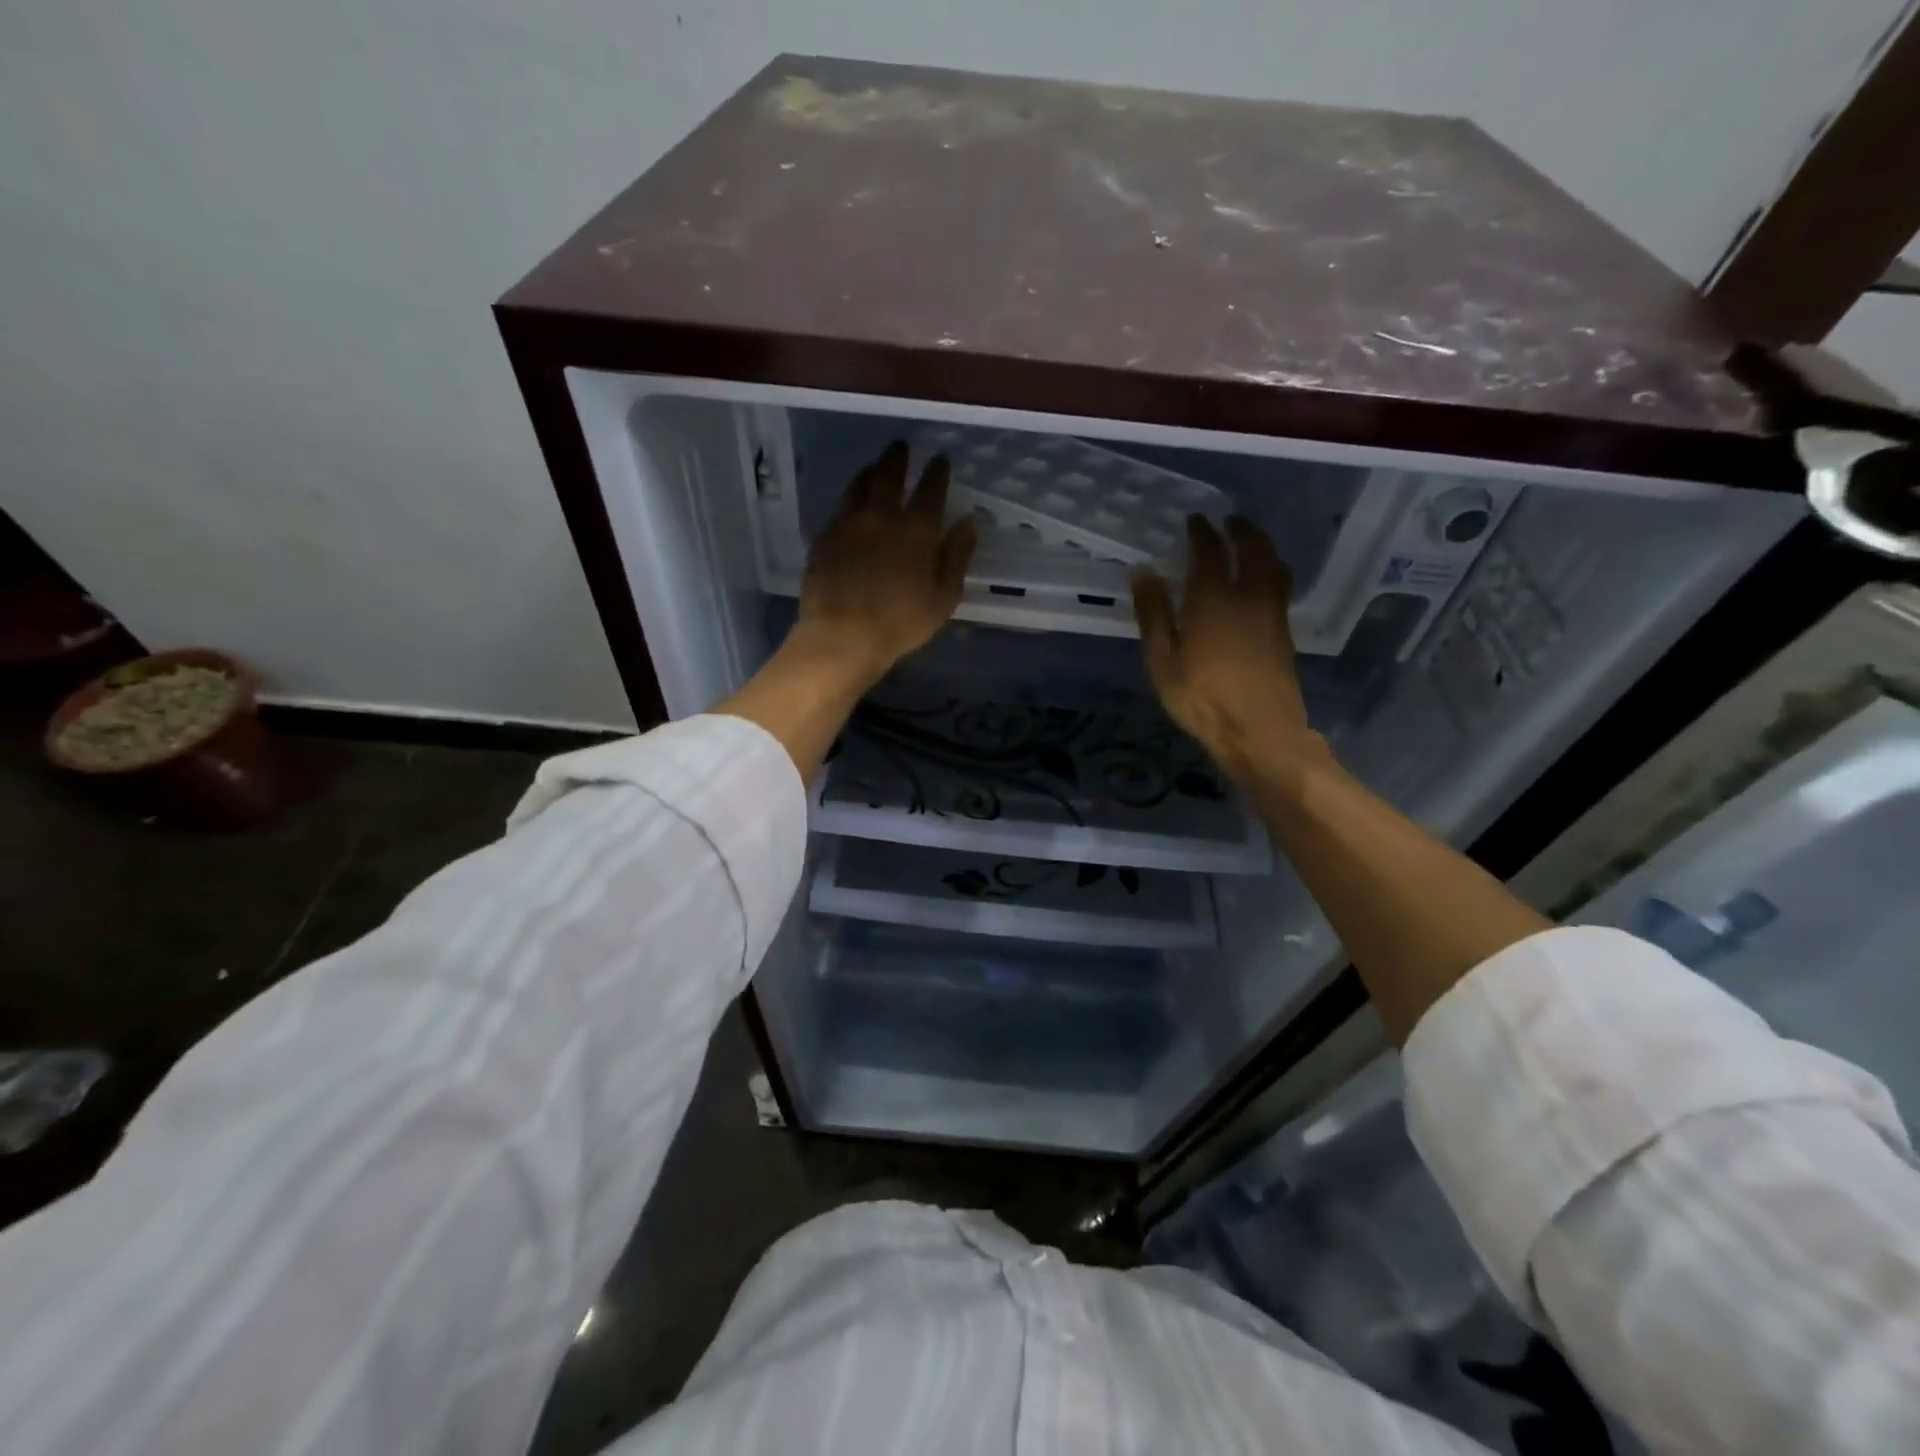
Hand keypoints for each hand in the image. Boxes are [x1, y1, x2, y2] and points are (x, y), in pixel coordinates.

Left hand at [789, 441, 976, 688]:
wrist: (841, 637)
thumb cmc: (900, 623)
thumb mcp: (943, 597)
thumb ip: (956, 556)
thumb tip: (968, 522)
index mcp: (916, 530)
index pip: (931, 488)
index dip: (937, 471)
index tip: (940, 460)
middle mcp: (881, 516)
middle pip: (890, 474)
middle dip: (898, 457)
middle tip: (901, 446)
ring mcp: (848, 524)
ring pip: (859, 484)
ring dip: (871, 471)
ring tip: (875, 467)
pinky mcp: (824, 537)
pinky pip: (839, 508)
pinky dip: (850, 498)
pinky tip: (851, 504)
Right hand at [1131, 515, 1317, 782]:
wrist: (1260, 731)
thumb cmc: (1202, 698)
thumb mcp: (1162, 660)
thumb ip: (1153, 614)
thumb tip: (1143, 573)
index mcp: (1213, 598)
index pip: (1209, 551)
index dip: (1201, 532)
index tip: (1195, 520)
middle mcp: (1248, 595)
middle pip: (1253, 547)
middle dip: (1241, 529)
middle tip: (1229, 521)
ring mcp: (1272, 612)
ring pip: (1274, 564)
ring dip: (1262, 545)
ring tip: (1249, 542)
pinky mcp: (1284, 631)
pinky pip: (1281, 584)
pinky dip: (1272, 568)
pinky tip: (1262, 579)